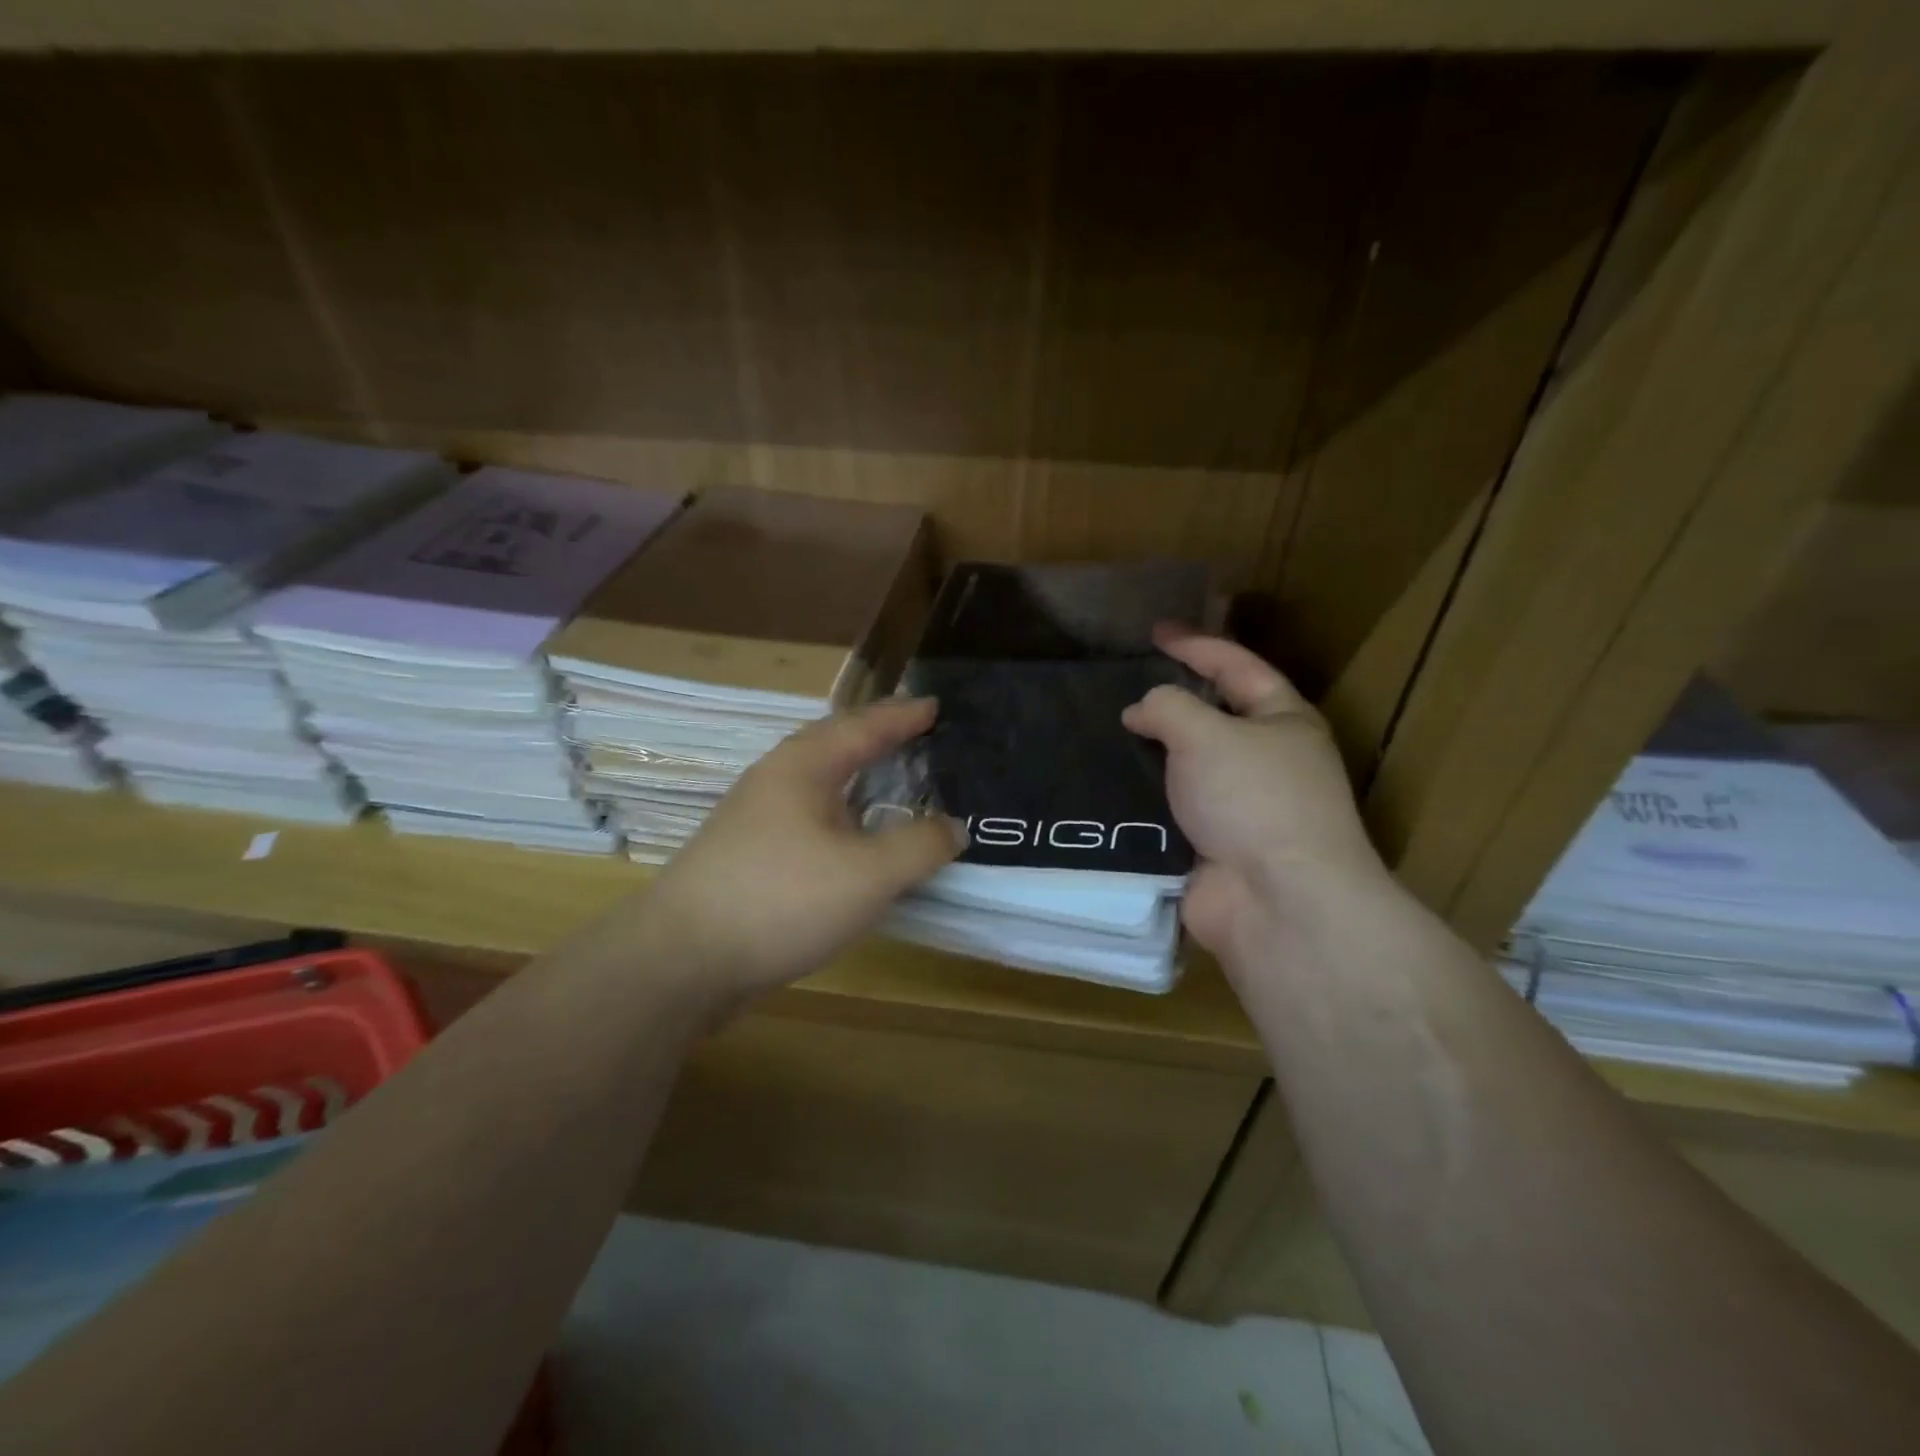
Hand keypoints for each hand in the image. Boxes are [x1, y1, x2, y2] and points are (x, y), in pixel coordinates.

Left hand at [645, 697, 964, 1003]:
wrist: (681, 960)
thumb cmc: (781, 901)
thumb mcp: (868, 875)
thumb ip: (919, 846)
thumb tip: (953, 827)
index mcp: (804, 766)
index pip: (864, 726)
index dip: (904, 716)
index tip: (935, 705)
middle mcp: (776, 779)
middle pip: (835, 744)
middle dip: (876, 736)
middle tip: (916, 733)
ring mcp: (754, 816)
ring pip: (818, 781)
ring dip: (856, 775)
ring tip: (888, 778)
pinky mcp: (746, 853)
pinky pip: (807, 815)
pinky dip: (840, 812)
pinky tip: (850, 838)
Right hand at [1122, 627, 1389, 966]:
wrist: (1276, 902)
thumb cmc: (1253, 799)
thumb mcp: (1207, 734)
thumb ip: (1168, 707)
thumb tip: (1141, 711)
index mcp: (1283, 721)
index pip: (1237, 666)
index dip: (1196, 644)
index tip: (1154, 632)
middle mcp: (1267, 760)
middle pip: (1214, 717)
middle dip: (1171, 701)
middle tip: (1124, 687)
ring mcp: (1241, 806)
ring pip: (1188, 767)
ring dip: (1152, 753)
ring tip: (1105, 735)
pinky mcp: (1214, 845)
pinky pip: (1172, 809)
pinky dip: (1144, 797)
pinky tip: (1107, 786)